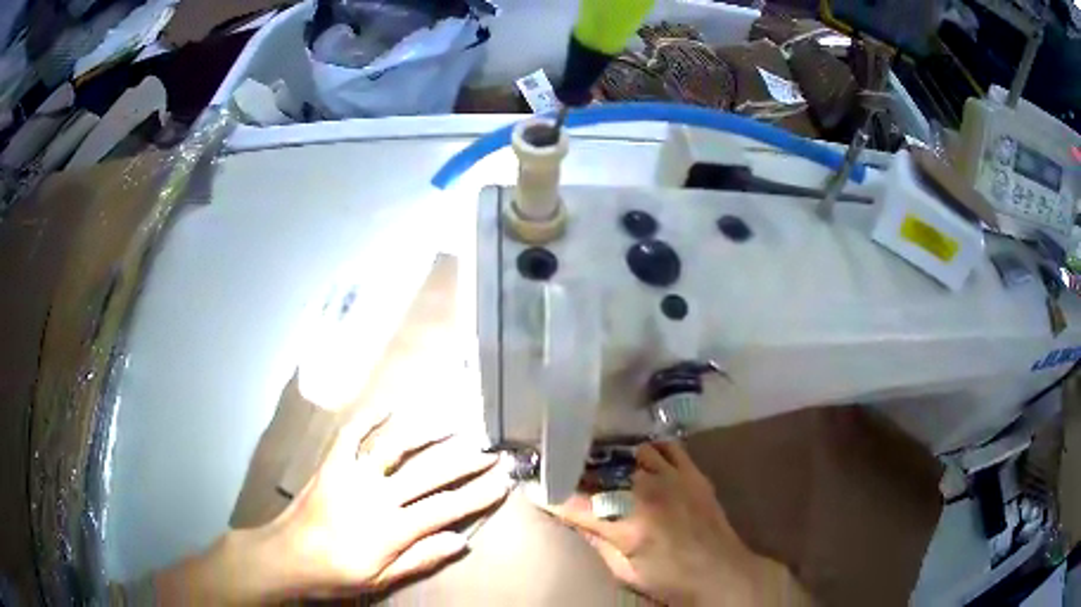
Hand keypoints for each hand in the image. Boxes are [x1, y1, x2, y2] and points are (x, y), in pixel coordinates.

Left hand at [156, 409, 510, 603]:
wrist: (287, 556)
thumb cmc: (337, 574)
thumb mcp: (382, 580)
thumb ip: (421, 558)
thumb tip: (461, 541)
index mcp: (392, 529)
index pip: (447, 509)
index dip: (479, 494)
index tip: (505, 480)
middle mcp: (377, 496)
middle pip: (429, 474)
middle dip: (466, 461)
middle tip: (492, 449)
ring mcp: (352, 475)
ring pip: (395, 446)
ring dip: (427, 431)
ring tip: (454, 420)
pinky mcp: (331, 464)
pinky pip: (351, 434)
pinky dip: (370, 416)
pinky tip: (389, 404)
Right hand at [543, 442, 810, 606]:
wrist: (723, 572)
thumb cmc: (671, 581)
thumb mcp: (625, 572)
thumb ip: (598, 542)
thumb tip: (573, 517)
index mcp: (627, 524)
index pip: (575, 503)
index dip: (549, 494)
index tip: (531, 486)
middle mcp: (647, 493)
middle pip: (601, 470)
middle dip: (576, 467)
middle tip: (561, 466)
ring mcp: (672, 478)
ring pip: (630, 452)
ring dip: (610, 455)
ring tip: (596, 458)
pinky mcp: (692, 473)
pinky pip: (666, 447)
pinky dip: (648, 447)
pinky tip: (638, 453)